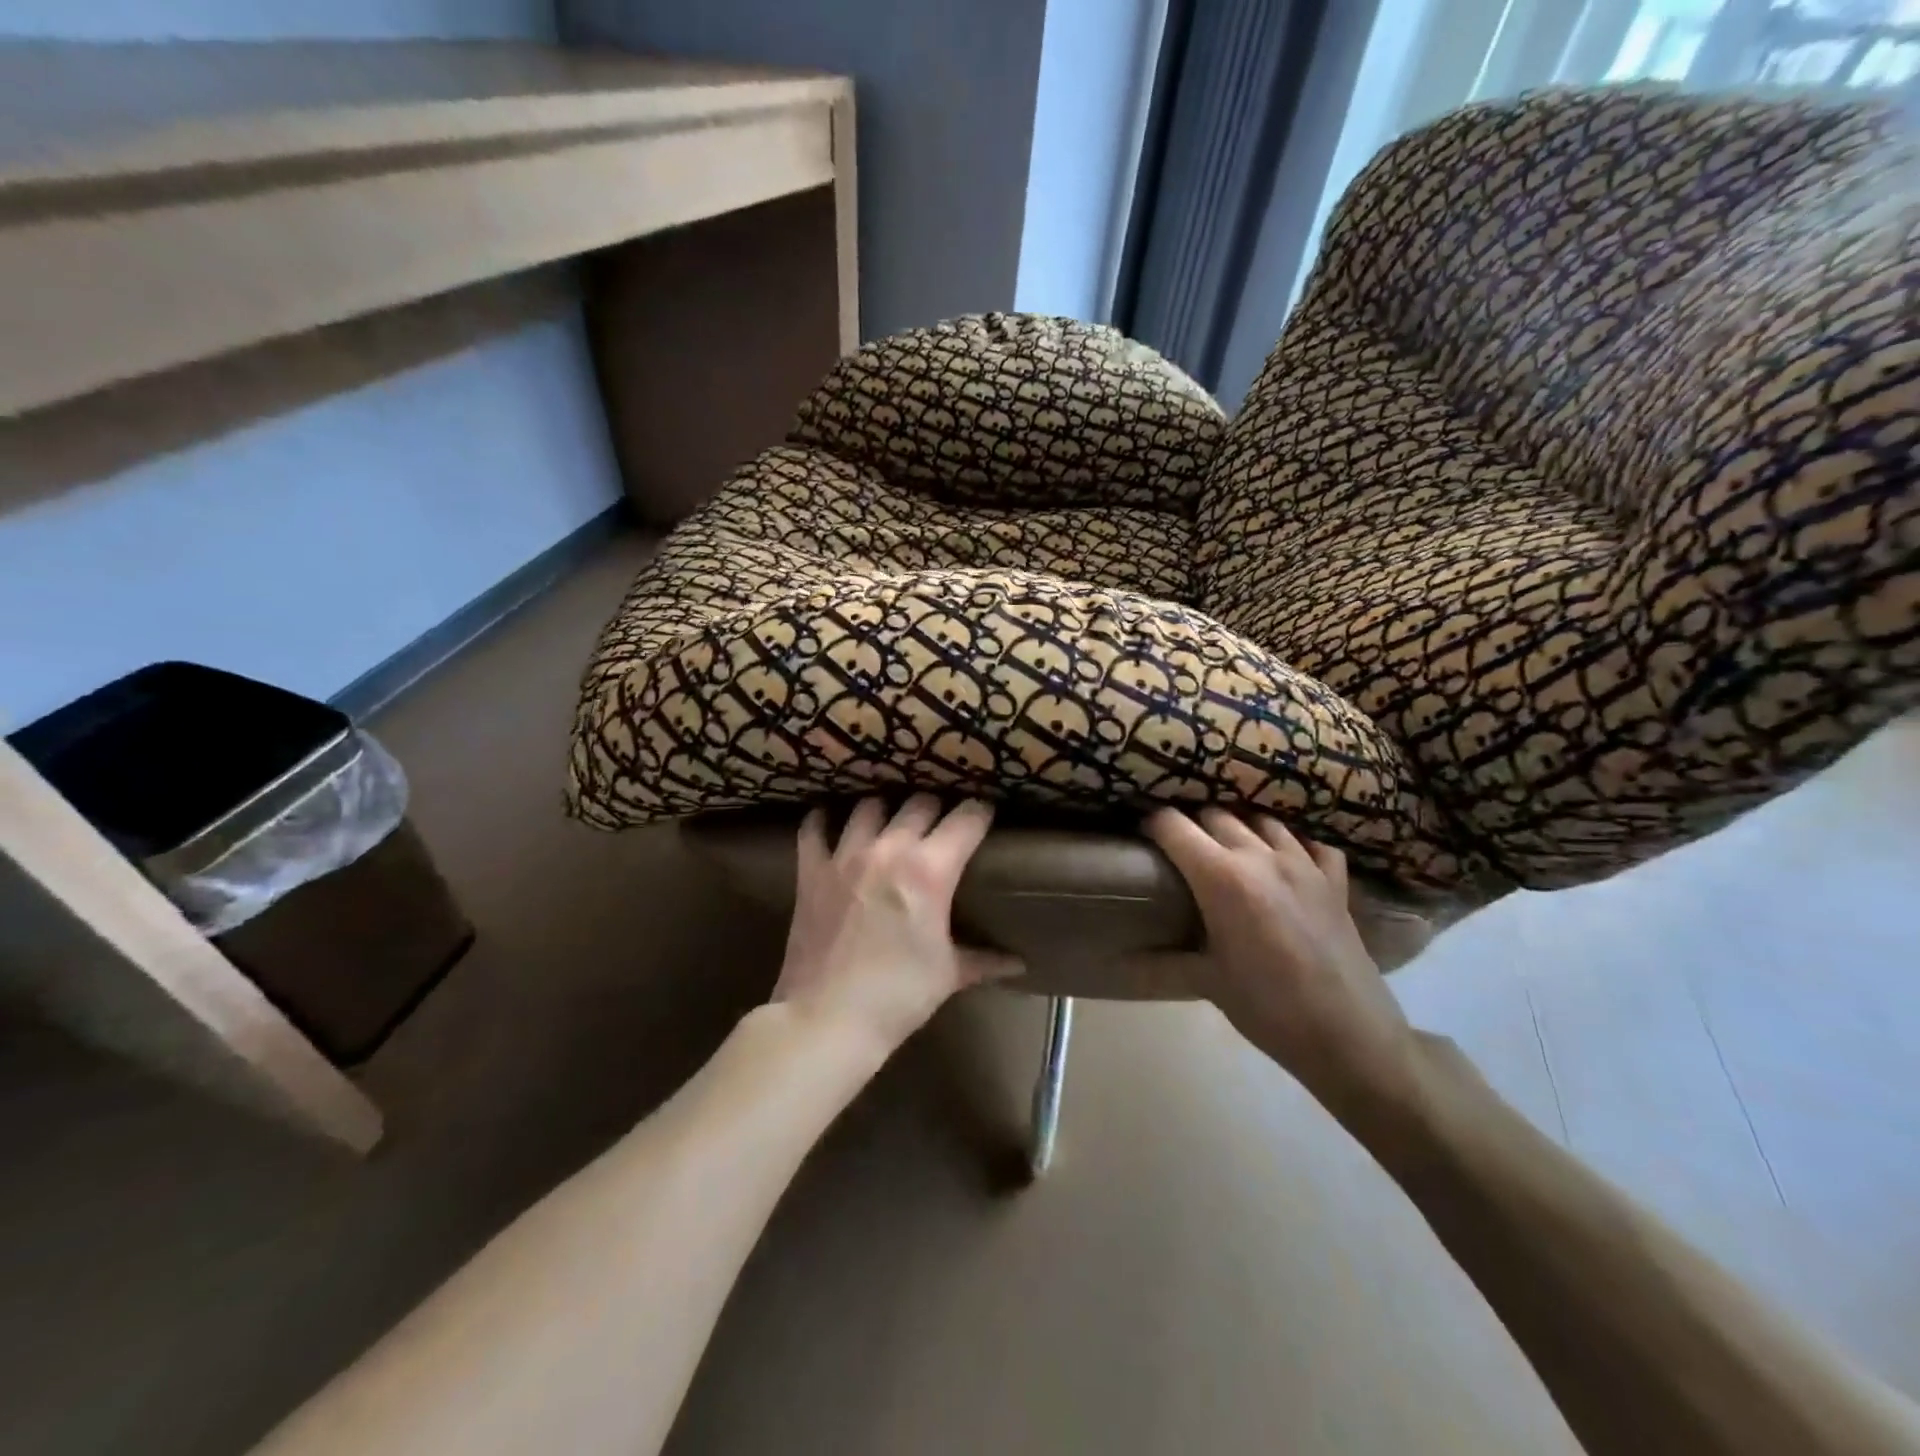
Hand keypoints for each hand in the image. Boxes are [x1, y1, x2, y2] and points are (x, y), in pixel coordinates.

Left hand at [773, 795, 1020, 1056]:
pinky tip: (832, 822)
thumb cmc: (898, 997)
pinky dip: (824, 820)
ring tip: (891, 824)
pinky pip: (814, 827)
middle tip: (941, 826)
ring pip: (870, 805)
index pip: (967, 819)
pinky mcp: (811, 870)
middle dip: (937, 810)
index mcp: (930, 870)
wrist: (827, 1020)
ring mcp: (845, 855)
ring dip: (886, 810)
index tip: (985, 815)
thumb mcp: (948, 975)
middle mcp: (889, 849)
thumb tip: (1017, 964)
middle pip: (921, 803)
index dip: (981, 812)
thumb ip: (984, 959)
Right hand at [1147, 808, 1424, 1125]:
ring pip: (1262, 821)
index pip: (1174, 826)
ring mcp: (1304, 864)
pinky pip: (1312, 844)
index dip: (1152, 825)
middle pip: (1216, 816)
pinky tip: (1286, 863)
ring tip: (1229, 851)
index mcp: (1221, 877)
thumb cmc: (1268, 1008)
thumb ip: (1160, 964)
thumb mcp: (1207, 983)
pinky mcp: (1336, 881)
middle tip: (1182, 852)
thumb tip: (1118, 962)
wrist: (1350, 1036)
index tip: (1143, 837)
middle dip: (1193, 826)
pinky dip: (1294, 845)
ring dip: (1240, 829)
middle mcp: (1260, 856)